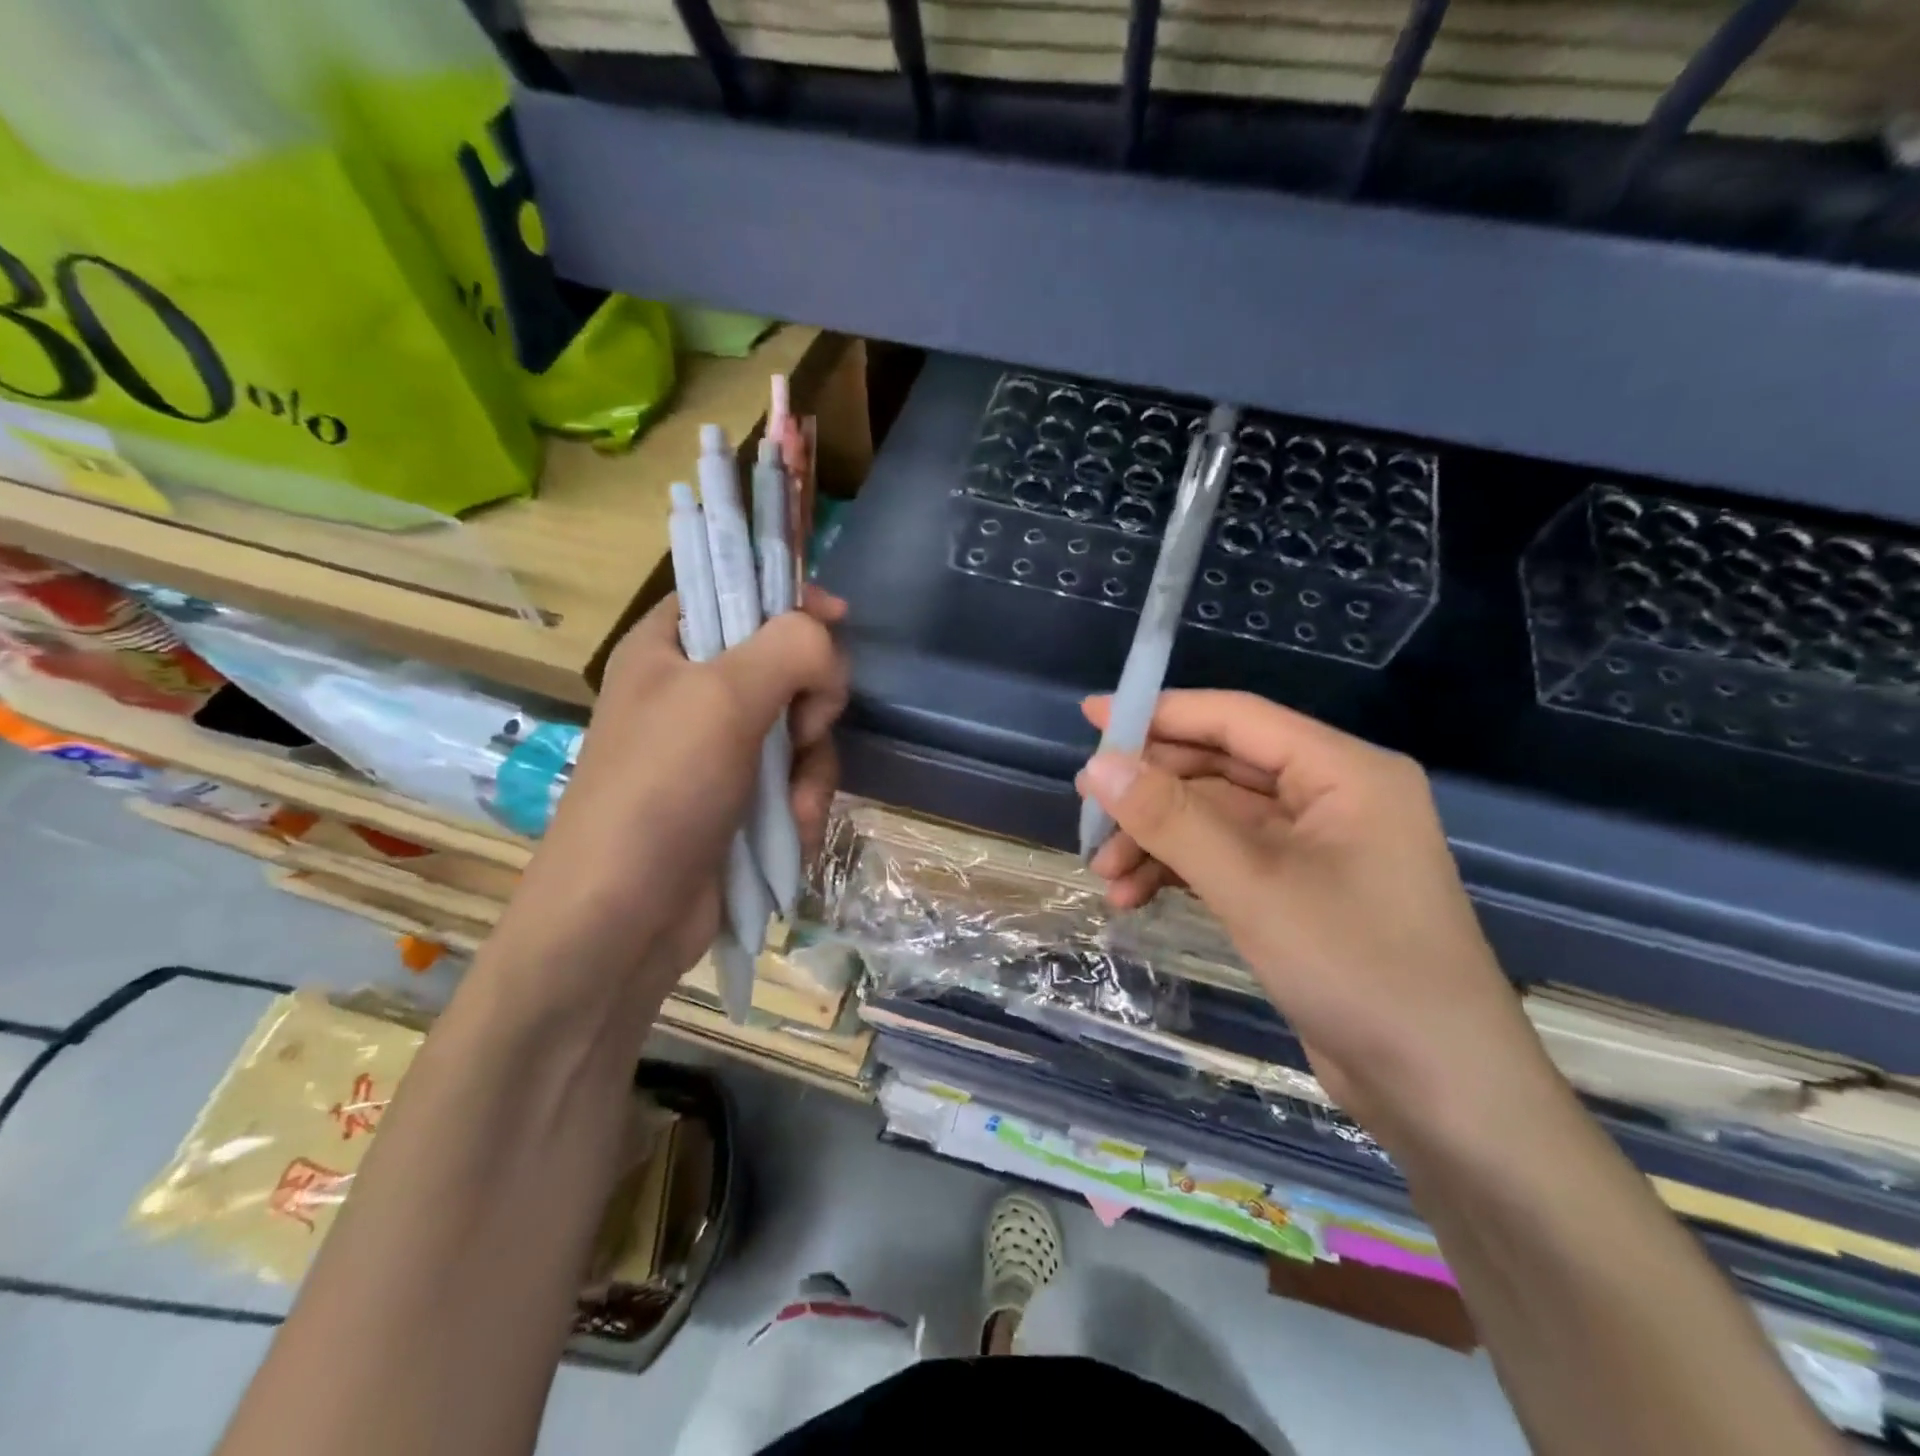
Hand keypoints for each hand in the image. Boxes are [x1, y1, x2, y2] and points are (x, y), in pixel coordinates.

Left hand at [482, 588, 848, 1034]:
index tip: (837, 619)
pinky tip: (789, 834)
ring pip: (803, 729)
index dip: (790, 599)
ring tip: (791, 808)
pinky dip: (801, 806)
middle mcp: (696, 692)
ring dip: (810, 771)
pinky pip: (797, 780)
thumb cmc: (660, 790)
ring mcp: (721, 750)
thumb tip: (829, 644)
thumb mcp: (723, 698)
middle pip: (788, 663)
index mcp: (670, 647)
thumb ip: (790, 647)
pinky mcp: (742, 800)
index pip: (738, 590)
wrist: (624, 919)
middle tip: (799, 732)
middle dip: (811, 704)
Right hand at [1077, 690, 1548, 1143]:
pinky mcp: (1299, 892)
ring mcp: (1315, 848)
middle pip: (1220, 768)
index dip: (1161, 713)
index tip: (1092, 715)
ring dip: (1158, 841)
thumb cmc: (1359, 969)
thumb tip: (1098, 765)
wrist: (1441, 1093)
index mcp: (1343, 772)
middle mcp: (1332, 797)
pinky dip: (1179, 872)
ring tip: (1105, 875)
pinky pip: (1225, 860)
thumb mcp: (1253, 886)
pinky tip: (1133, 898)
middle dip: (1152, 793)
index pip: (1237, 719)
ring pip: (1215, 819)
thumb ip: (1172, 818)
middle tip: (1088, 812)